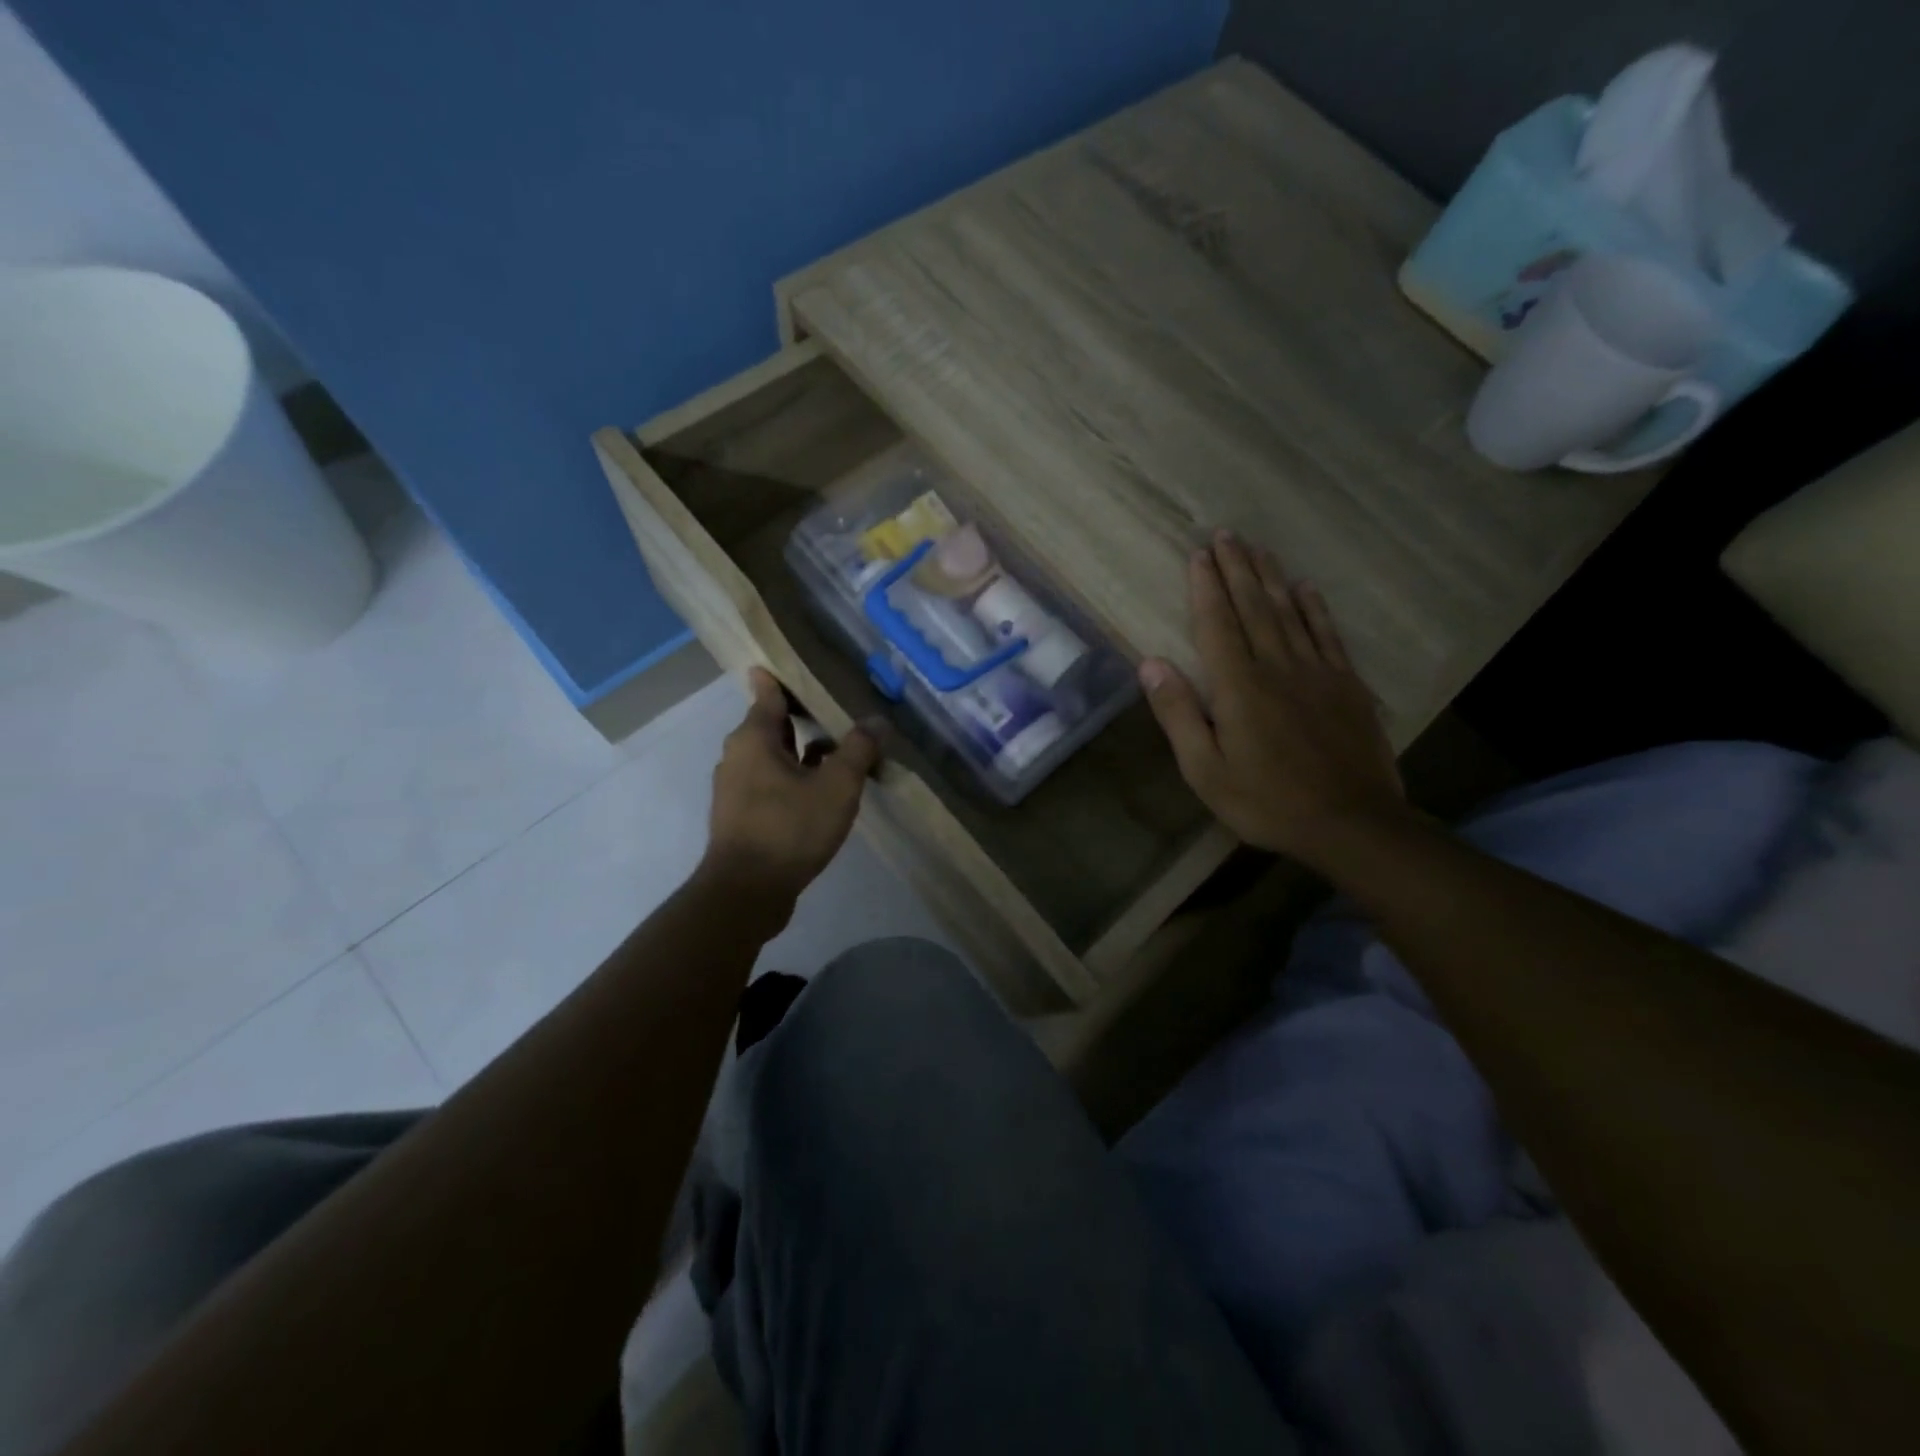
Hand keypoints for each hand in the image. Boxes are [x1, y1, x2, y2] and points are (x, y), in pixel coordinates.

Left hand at [701, 667, 882, 911]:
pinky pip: (770, 783)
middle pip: (771, 725)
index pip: (767, 694)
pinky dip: (793, 779)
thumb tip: (878, 720)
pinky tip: (821, 793)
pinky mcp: (741, 816)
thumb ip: (859, 750)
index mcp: (753, 739)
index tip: (794, 665)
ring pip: (772, 757)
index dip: (780, 678)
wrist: (747, 891)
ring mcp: (736, 789)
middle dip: (800, 716)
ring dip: (801, 752)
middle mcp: (737, 757)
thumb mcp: (837, 786)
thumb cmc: (790, 828)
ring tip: (836, 751)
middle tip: (834, 707)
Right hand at [1140, 531, 1407, 864]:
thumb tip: (1151, 663)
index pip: (1217, 625)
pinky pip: (1327, 635)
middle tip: (1226, 534)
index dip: (1205, 588)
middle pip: (1254, 608)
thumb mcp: (1205, 770)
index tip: (1198, 554)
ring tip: (1257, 548)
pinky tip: (1307, 588)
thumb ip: (1179, 714)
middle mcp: (1277, 668)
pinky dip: (1315, 608)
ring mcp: (1317, 673)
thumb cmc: (1266, 802)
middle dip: (1237, 569)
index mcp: (1239, 688)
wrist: (1351, 823)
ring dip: (1271, 577)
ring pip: (1290, 613)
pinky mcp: (1346, 686)